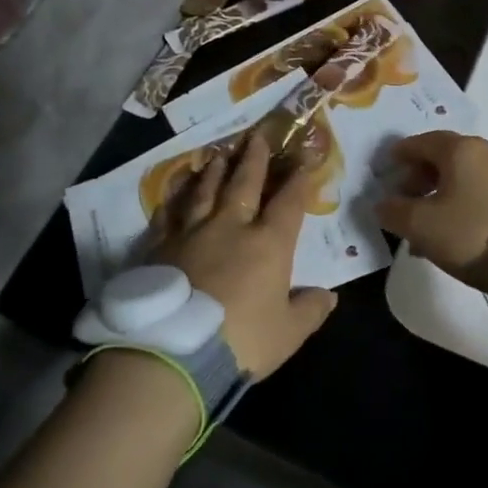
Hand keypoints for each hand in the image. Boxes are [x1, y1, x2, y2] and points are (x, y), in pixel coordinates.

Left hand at [147, 132, 337, 377]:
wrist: (174, 351)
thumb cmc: (242, 342)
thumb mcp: (288, 333)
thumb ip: (309, 310)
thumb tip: (328, 295)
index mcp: (268, 244)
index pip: (289, 202)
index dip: (299, 178)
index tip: (304, 157)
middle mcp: (230, 227)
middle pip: (244, 184)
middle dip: (254, 158)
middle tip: (257, 135)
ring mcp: (191, 233)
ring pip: (205, 191)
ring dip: (214, 170)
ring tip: (218, 153)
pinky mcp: (159, 246)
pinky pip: (168, 214)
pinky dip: (173, 199)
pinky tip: (175, 189)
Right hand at [374, 132, 487, 292]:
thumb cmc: (470, 233)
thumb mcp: (419, 225)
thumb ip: (393, 210)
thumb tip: (382, 204)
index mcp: (461, 149)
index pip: (422, 142)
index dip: (400, 155)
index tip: (387, 169)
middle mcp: (487, 152)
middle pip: (445, 157)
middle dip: (420, 177)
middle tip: (404, 199)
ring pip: (464, 177)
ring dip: (441, 193)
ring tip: (426, 223)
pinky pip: (482, 192)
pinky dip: (462, 203)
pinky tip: (453, 230)